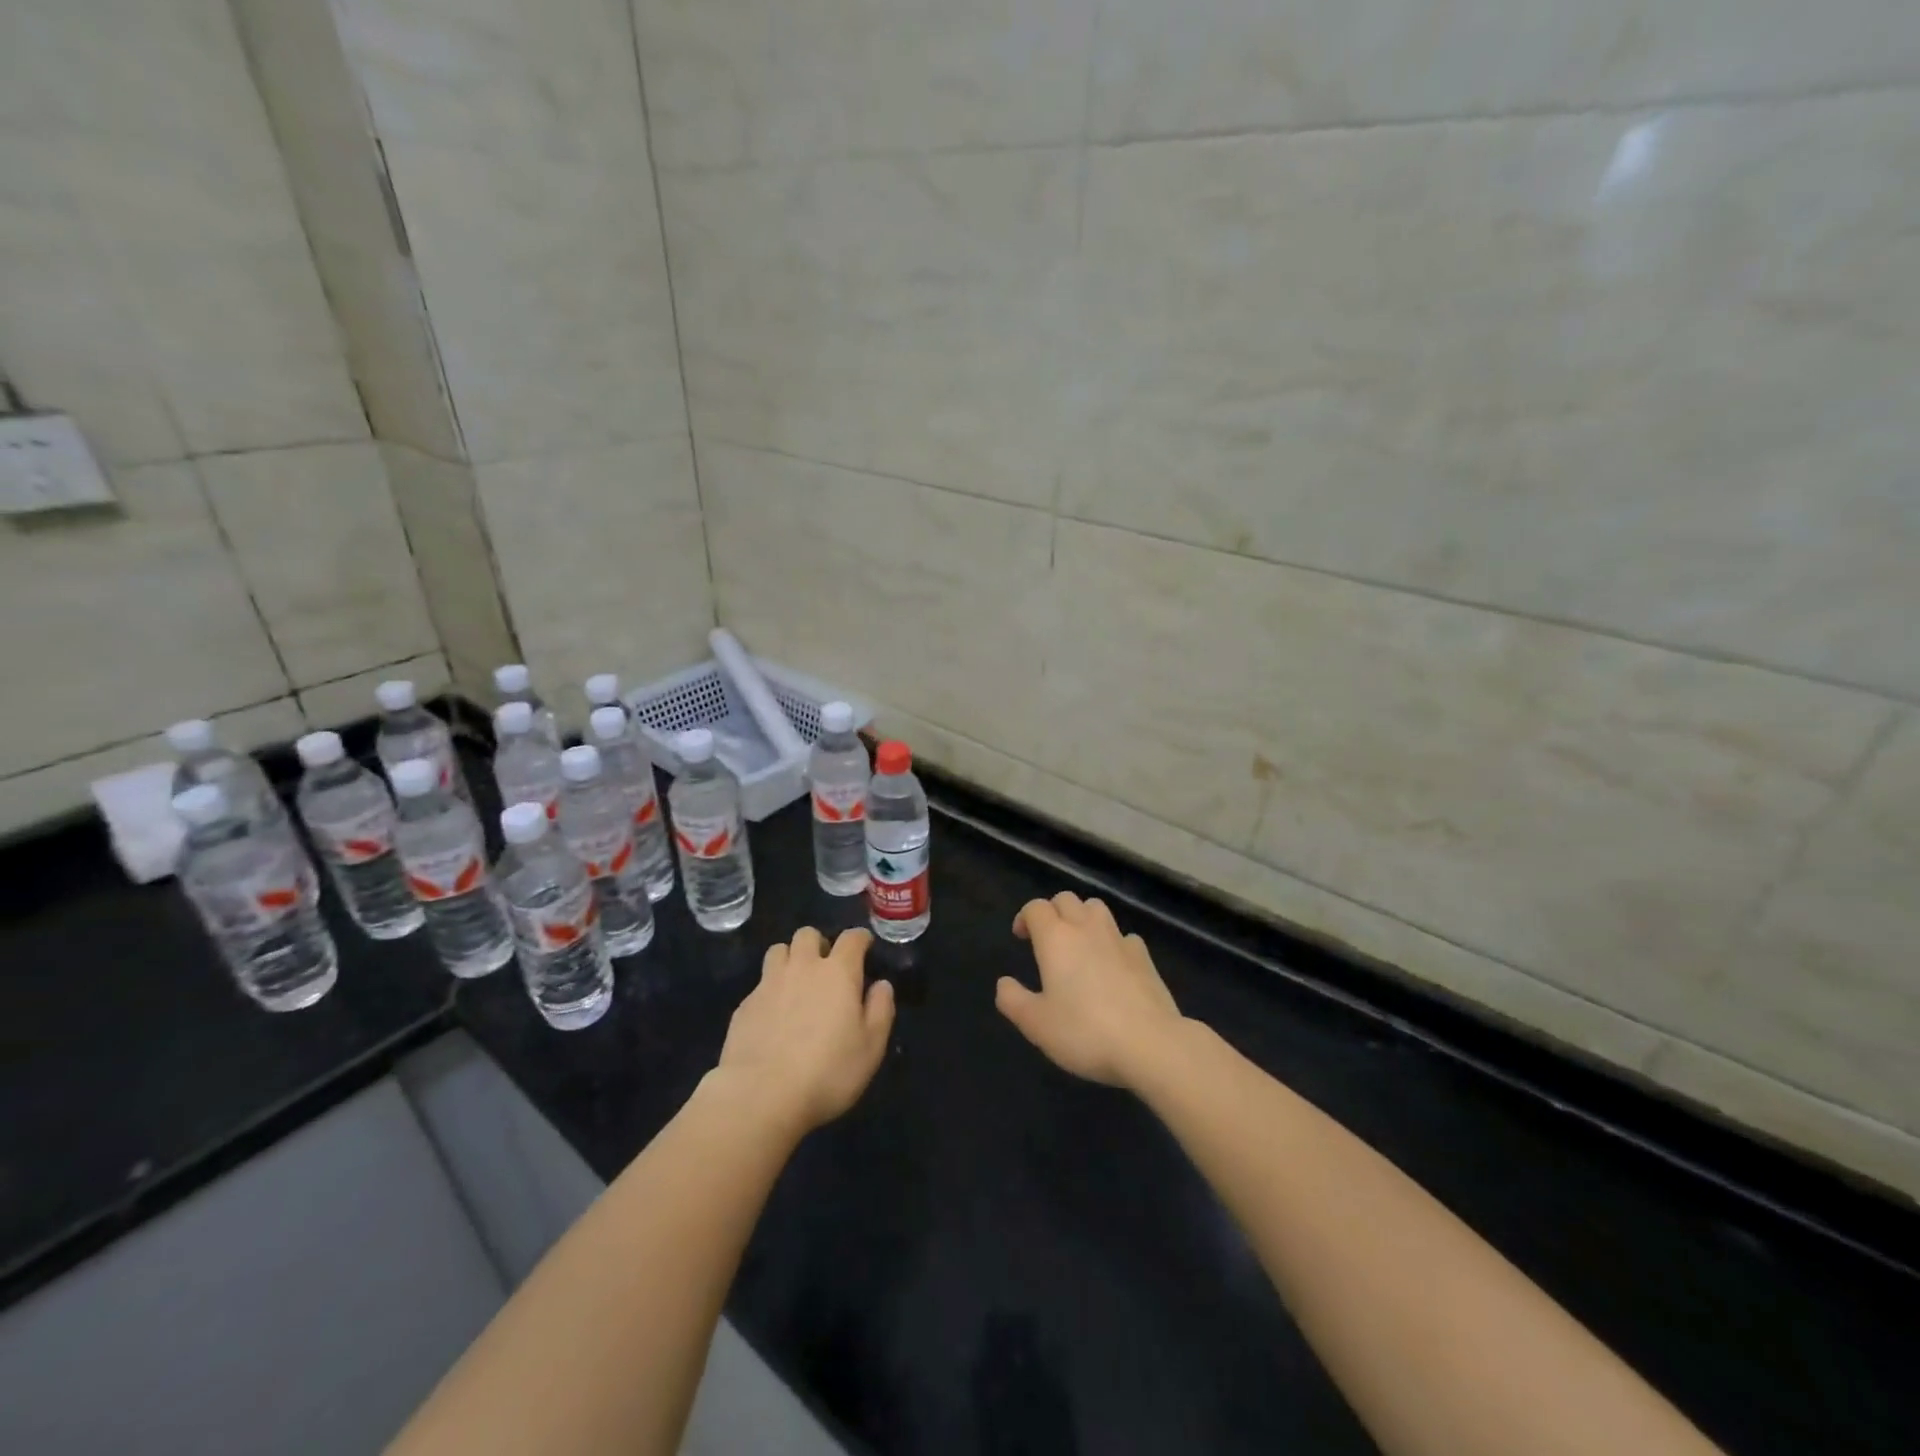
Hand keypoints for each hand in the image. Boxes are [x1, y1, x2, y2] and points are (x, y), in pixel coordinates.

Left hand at [713, 926, 893, 1134]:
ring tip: (797, 982)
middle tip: (826, 967)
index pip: (851, 938)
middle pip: (808, 934)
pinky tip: (774, 1016)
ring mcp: (769, 983)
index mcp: (838, 972)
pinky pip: (760, 983)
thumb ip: (880, 1010)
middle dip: (819, 944)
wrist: (761, 1095)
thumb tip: (881, 985)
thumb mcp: (871, 1047)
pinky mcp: (745, 1004)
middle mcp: (802, 967)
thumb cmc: (828, 1072)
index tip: (865, 946)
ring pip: (779, 950)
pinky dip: (771, 989)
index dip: (860, 938)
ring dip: (790, 958)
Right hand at [996, 892, 1184, 1088]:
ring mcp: (1119, 939)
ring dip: (1082, 917)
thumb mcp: (1036, 1024)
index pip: (1036, 907)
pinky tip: (1112, 965)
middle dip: (1053, 911)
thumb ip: (1013, 1000)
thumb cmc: (1085, 1032)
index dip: (1025, 917)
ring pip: (1096, 908)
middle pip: (1066, 899)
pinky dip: (1112, 941)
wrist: (1151, 1044)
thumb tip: (1004, 983)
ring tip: (1078, 944)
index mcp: (1056, 938)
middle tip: (1047, 939)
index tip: (1021, 937)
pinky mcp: (1144, 957)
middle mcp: (1086, 929)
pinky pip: (1123, 935)